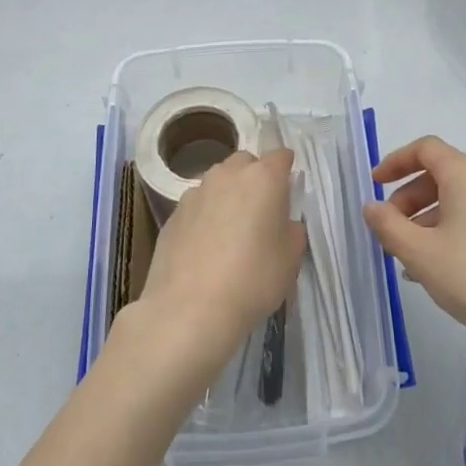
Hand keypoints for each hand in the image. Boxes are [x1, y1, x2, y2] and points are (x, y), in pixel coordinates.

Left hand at [137, 149, 306, 371]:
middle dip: (255, 178)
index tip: (289, 189)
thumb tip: (283, 222)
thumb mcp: (291, 259)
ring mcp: (196, 192)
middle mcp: (227, 175)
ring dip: (228, 196)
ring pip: (218, 182)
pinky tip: (206, 247)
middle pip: (245, 163)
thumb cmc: (253, 279)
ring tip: (231, 230)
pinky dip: (205, 216)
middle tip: (261, 211)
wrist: (189, 309)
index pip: (280, 156)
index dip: (287, 169)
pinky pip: (197, 205)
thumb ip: (292, 230)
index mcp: (263, 178)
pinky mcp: (173, 214)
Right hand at [364, 135, 465, 366]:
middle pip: (443, 173)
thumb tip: (372, 207)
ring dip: (430, 217)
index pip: (425, 149)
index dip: (395, 161)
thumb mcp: (419, 254)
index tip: (375, 184)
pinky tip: (444, 265)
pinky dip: (455, 227)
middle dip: (410, 197)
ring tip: (413, 256)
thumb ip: (388, 225)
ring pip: (462, 198)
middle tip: (391, 229)